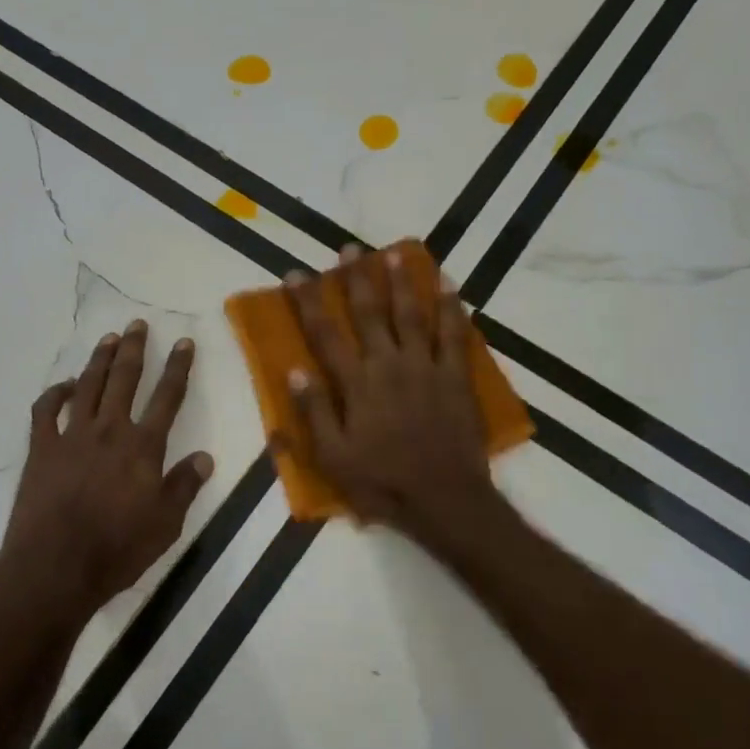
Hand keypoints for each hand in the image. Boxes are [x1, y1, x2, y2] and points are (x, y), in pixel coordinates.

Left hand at [0, 321, 213, 620]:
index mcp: (143, 447)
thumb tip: (205, 456)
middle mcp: (109, 430)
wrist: (54, 568)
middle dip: (134, 349)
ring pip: (88, 386)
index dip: (178, 367)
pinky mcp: (41, 449)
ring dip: (99, 360)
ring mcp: (71, 436)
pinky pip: (45, 411)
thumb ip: (185, 486)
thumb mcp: (166, 524)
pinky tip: (64, 386)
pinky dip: (55, 393)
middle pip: (124, 379)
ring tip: (108, 338)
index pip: (167, 397)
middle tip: (137, 324)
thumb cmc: (117, 550)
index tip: (184, 341)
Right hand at [284, 246, 499, 546]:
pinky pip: (454, 335)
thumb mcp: (333, 457)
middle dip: (357, 278)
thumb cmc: (382, 483)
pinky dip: (452, 309)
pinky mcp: (455, 377)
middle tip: (349, 249)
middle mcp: (388, 365)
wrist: (444, 499)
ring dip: (402, 282)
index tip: (297, 274)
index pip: (325, 334)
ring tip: (394, 254)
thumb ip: (314, 412)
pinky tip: (449, 285)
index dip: (309, 302)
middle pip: (369, 313)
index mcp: (356, 384)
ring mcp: (425, 368)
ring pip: (411, 314)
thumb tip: (294, 371)